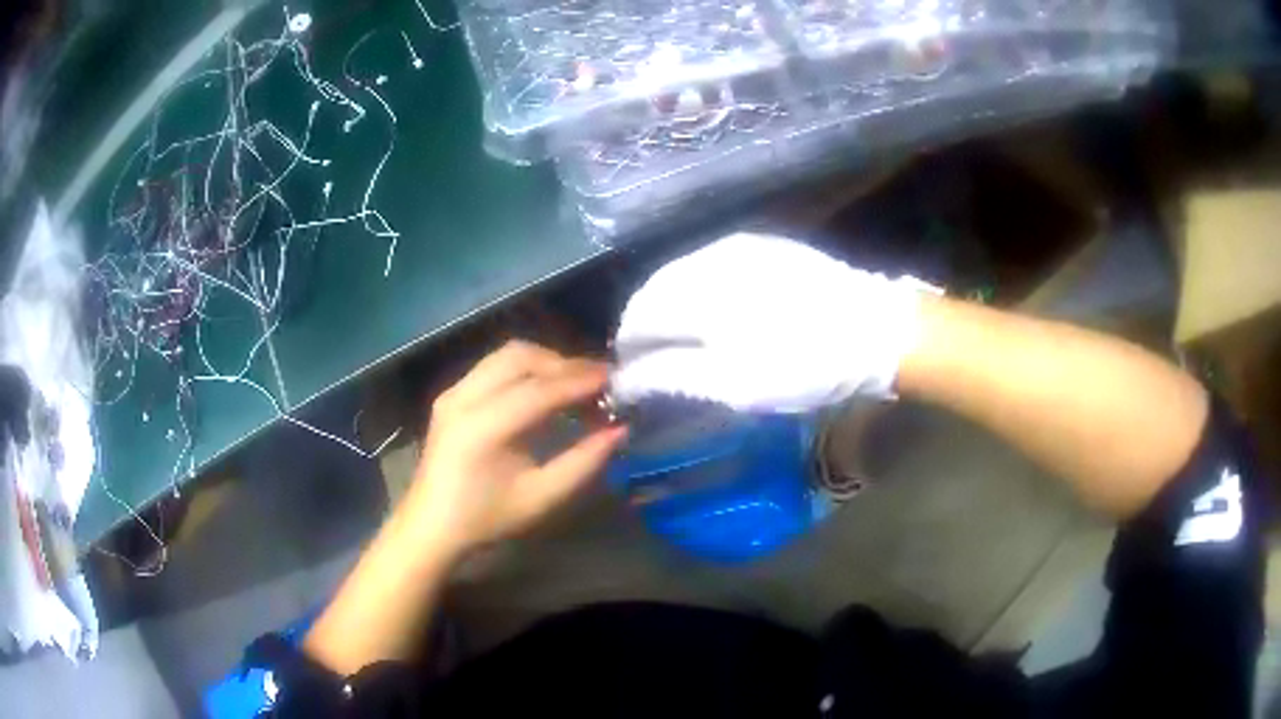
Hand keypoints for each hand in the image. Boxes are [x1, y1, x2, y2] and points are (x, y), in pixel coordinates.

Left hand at [399, 341, 627, 563]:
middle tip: (598, 382)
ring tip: (575, 383)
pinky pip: (493, 365)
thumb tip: (619, 430)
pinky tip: (544, 389)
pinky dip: (525, 368)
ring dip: (545, 362)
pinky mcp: (451, 394)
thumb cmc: (487, 518)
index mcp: (483, 427)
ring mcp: (453, 392)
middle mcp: (464, 398)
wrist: (431, 527)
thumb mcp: (542, 498)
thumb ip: (584, 462)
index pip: (540, 389)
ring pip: (507, 355)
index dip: (581, 381)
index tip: (615, 379)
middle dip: (564, 364)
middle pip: (522, 358)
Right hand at [610, 232, 932, 412]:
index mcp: (697, 291)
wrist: (876, 329)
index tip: (629, 377)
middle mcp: (708, 257)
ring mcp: (737, 246)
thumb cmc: (805, 365)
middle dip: (645, 326)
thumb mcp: (734, 384)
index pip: (639, 318)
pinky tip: (709, 311)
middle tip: (649, 362)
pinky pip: (710, 265)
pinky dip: (697, 289)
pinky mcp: (762, 244)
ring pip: (682, 274)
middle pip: (655, 291)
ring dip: (669, 306)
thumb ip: (671, 376)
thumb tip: (624, 380)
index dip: (627, 348)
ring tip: (675, 340)